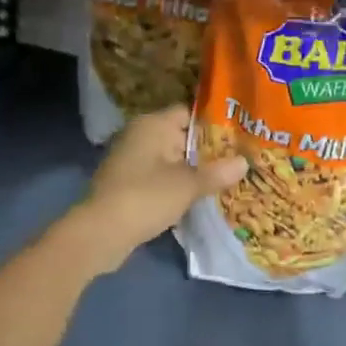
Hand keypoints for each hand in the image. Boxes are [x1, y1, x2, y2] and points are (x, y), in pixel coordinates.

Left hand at [62, 106, 247, 275]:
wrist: (101, 232)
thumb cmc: (146, 197)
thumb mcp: (188, 185)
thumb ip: (217, 173)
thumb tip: (244, 162)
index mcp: (152, 125)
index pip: (189, 113)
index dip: (215, 123)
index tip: (239, 137)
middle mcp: (139, 136)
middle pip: (180, 136)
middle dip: (207, 151)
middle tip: (239, 161)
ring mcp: (130, 160)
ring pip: (170, 160)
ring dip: (192, 170)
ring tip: (225, 181)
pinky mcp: (126, 184)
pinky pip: (158, 178)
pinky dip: (175, 185)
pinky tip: (197, 198)